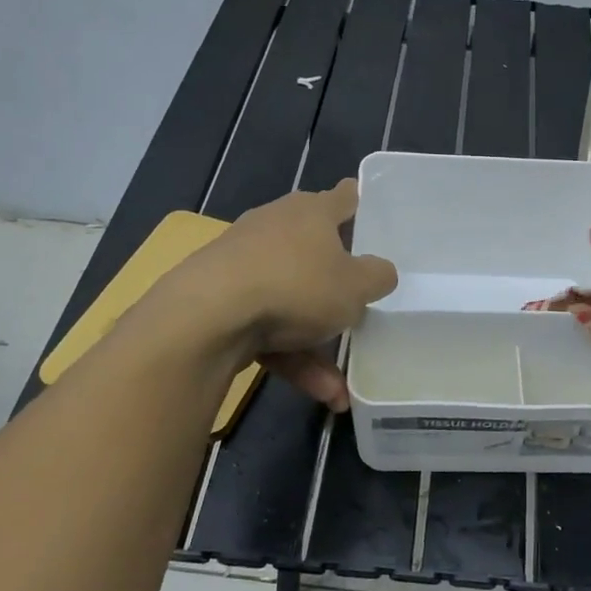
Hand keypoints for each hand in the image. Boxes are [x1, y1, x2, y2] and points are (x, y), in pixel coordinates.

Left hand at [142, 180, 397, 411]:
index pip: (343, 198)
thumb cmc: (297, 286)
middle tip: (360, 303)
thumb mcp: (356, 287)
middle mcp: (275, 228)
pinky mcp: (221, 301)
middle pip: (314, 252)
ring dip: (317, 345)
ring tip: (340, 387)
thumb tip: (381, 272)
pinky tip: (319, 393)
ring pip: (292, 303)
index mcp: (310, 212)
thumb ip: (378, 277)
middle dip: (337, 283)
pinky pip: (268, 329)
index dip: (361, 204)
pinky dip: (293, 358)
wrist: (209, 316)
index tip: (374, 215)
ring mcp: (243, 265)